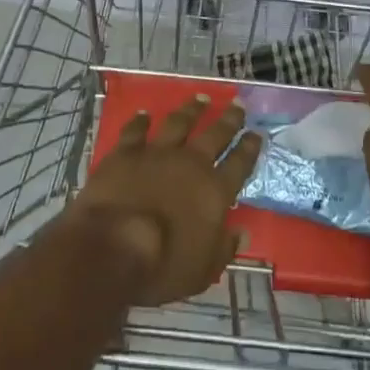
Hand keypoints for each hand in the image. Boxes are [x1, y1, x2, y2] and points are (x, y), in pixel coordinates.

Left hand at [72, 95, 264, 305]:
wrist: (112, 245)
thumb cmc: (162, 266)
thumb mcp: (203, 271)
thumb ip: (223, 249)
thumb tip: (241, 233)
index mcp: (214, 191)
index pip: (239, 164)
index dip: (249, 148)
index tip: (257, 133)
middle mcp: (190, 164)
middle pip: (215, 135)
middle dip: (229, 119)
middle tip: (237, 105)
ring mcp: (157, 153)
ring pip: (179, 123)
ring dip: (191, 110)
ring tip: (201, 98)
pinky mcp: (126, 152)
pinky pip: (136, 130)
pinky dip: (141, 121)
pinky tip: (145, 113)